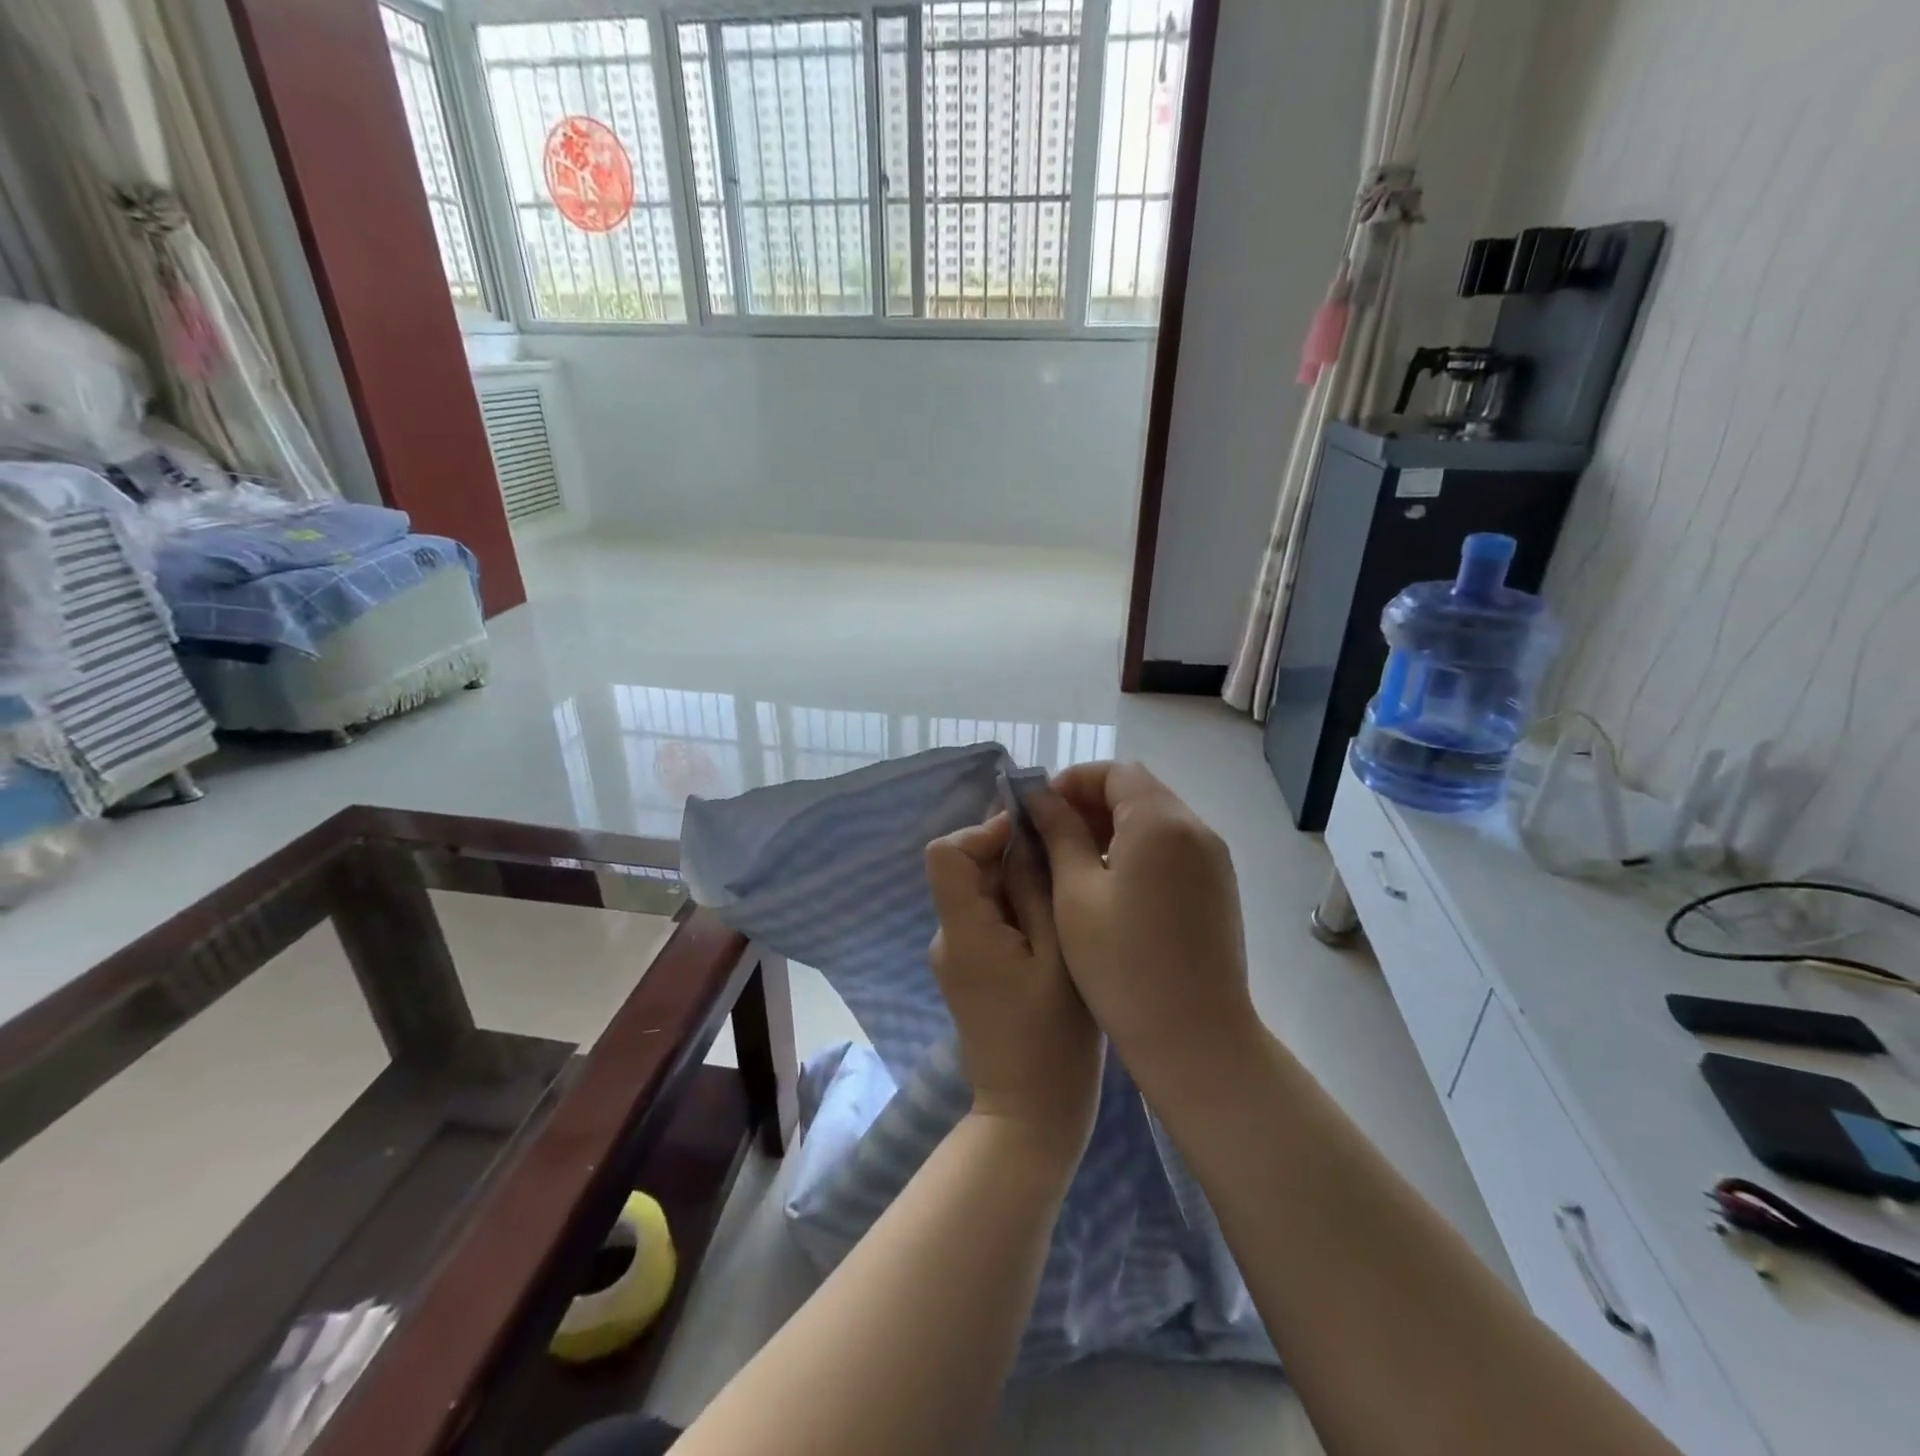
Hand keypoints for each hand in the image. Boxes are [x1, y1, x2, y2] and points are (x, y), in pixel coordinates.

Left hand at [926, 813, 1103, 1155]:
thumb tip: (1022, 835)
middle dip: (1008, 853)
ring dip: (1015, 880)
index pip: (945, 853)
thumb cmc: (1054, 1038)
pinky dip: (1013, 906)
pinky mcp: (967, 970)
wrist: (1030, 1114)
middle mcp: (947, 936)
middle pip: (963, 868)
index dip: (983, 832)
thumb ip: (1036, 890)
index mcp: (963, 931)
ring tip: (1065, 891)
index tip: (1031, 835)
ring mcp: (954, 956)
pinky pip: (984, 918)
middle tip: (1063, 861)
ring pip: (977, 892)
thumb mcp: (1058, 954)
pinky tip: (1052, 923)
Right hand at [1023, 763, 1257, 1090]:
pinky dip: (1138, 848)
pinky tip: (1111, 884)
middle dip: (1091, 802)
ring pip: (1156, 818)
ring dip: (1114, 825)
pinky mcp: (1218, 886)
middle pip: (1138, 790)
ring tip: (1074, 860)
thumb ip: (1059, 833)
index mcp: (1160, 822)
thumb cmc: (1122, 964)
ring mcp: (1213, 858)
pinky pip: (1173, 845)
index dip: (1073, 781)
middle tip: (1050, 834)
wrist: (1196, 1036)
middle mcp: (1195, 828)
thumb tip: (1039, 796)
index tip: (1040, 808)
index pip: (1115, 772)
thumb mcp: (1076, 893)